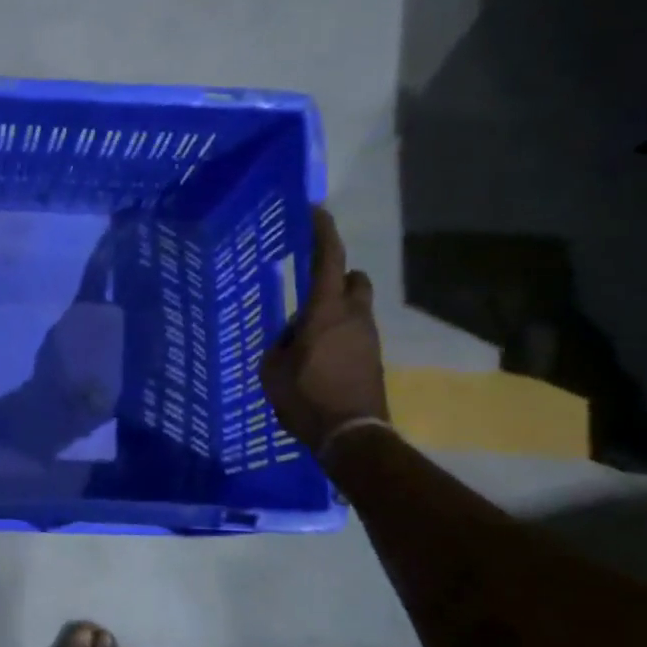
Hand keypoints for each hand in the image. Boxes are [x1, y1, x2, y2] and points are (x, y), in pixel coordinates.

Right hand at [260, 205, 387, 453]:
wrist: (351, 434)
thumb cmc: (306, 398)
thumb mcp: (273, 369)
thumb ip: (281, 343)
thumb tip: (292, 334)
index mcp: (325, 312)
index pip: (329, 260)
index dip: (324, 233)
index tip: (318, 212)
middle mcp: (354, 317)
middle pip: (355, 279)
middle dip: (340, 276)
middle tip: (314, 290)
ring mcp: (368, 338)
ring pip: (357, 308)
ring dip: (337, 310)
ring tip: (308, 335)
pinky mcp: (374, 358)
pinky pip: (356, 333)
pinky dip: (341, 334)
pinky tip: (320, 357)